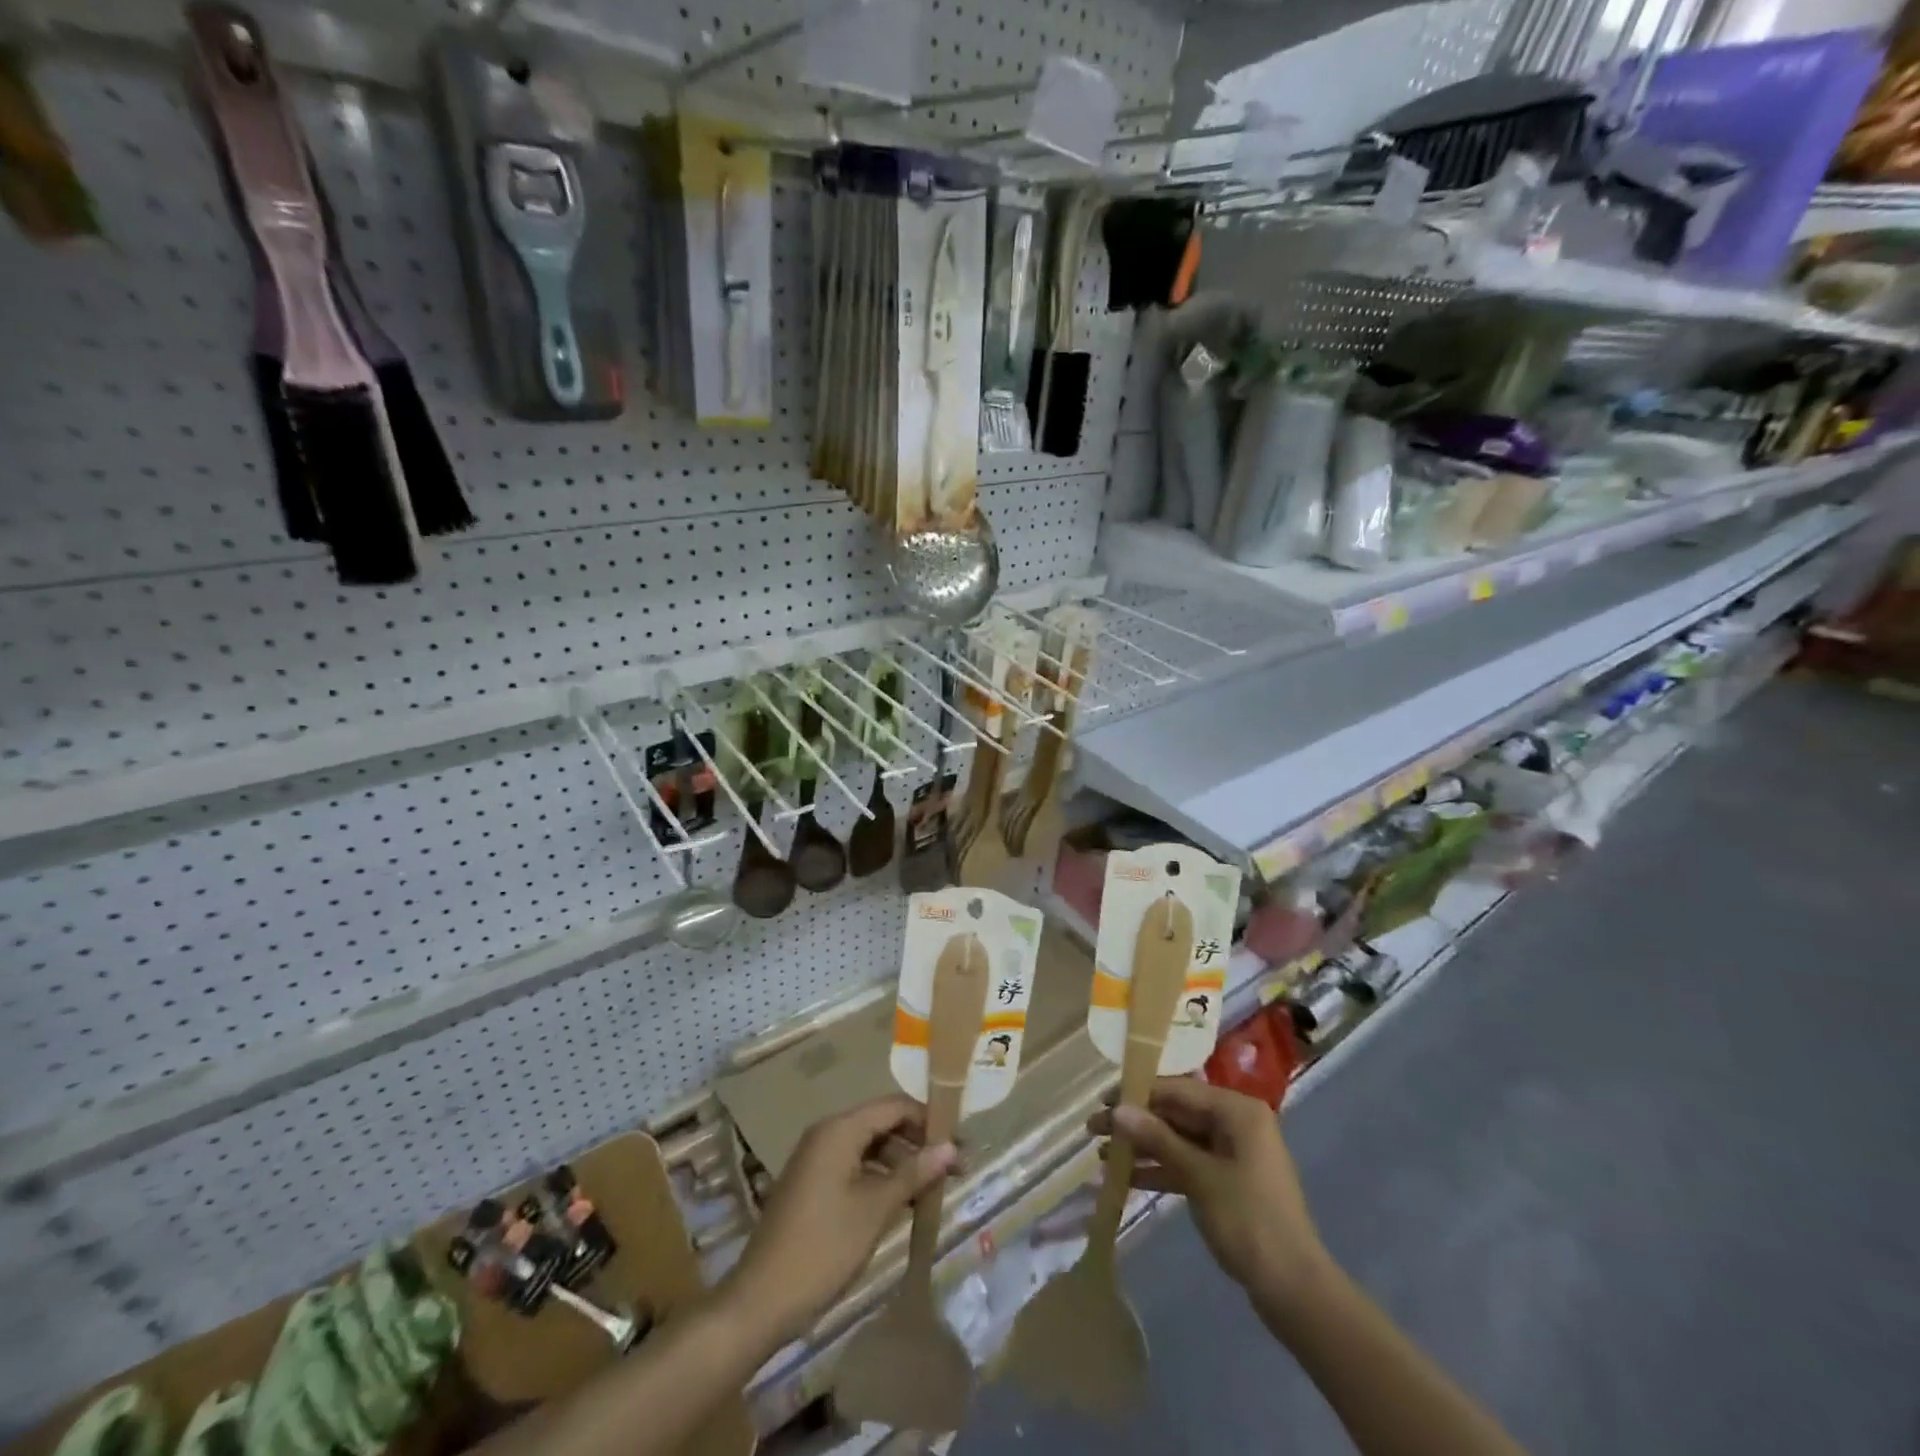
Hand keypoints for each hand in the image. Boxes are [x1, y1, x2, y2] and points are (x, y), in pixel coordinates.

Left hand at [723, 1096, 957, 1345]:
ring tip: (933, 1188)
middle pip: (882, 1123)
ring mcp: (816, 1159)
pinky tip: (901, 1202)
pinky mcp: (812, 1184)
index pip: (894, 1106)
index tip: (960, 1143)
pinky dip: (880, 1177)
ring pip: (869, 1146)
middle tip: (953, 1169)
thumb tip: (952, 1147)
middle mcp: (826, 1134)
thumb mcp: (875, 1209)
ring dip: (901, 1163)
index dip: (929, 1120)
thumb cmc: (823, 1248)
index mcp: (839, 1129)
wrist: (761, 1301)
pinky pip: (854, 1166)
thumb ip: (914, 1173)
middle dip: (918, 1142)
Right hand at [1089, 1077, 1328, 1304]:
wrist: (1293, 1290)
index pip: (1178, 1089)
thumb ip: (1157, 1139)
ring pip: (1178, 1139)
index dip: (1138, 1093)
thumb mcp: (1199, 1176)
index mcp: (1237, 1110)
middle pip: (1176, 1113)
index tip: (1102, 1100)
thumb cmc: (1249, 1221)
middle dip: (1136, 1122)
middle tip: (1093, 1129)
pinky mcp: (1226, 1181)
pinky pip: (1186, 1164)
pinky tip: (1125, 1178)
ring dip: (1143, 1147)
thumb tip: (1118, 1109)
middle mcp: (1235, 1123)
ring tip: (1101, 1154)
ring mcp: (1232, 1153)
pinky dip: (1159, 1169)